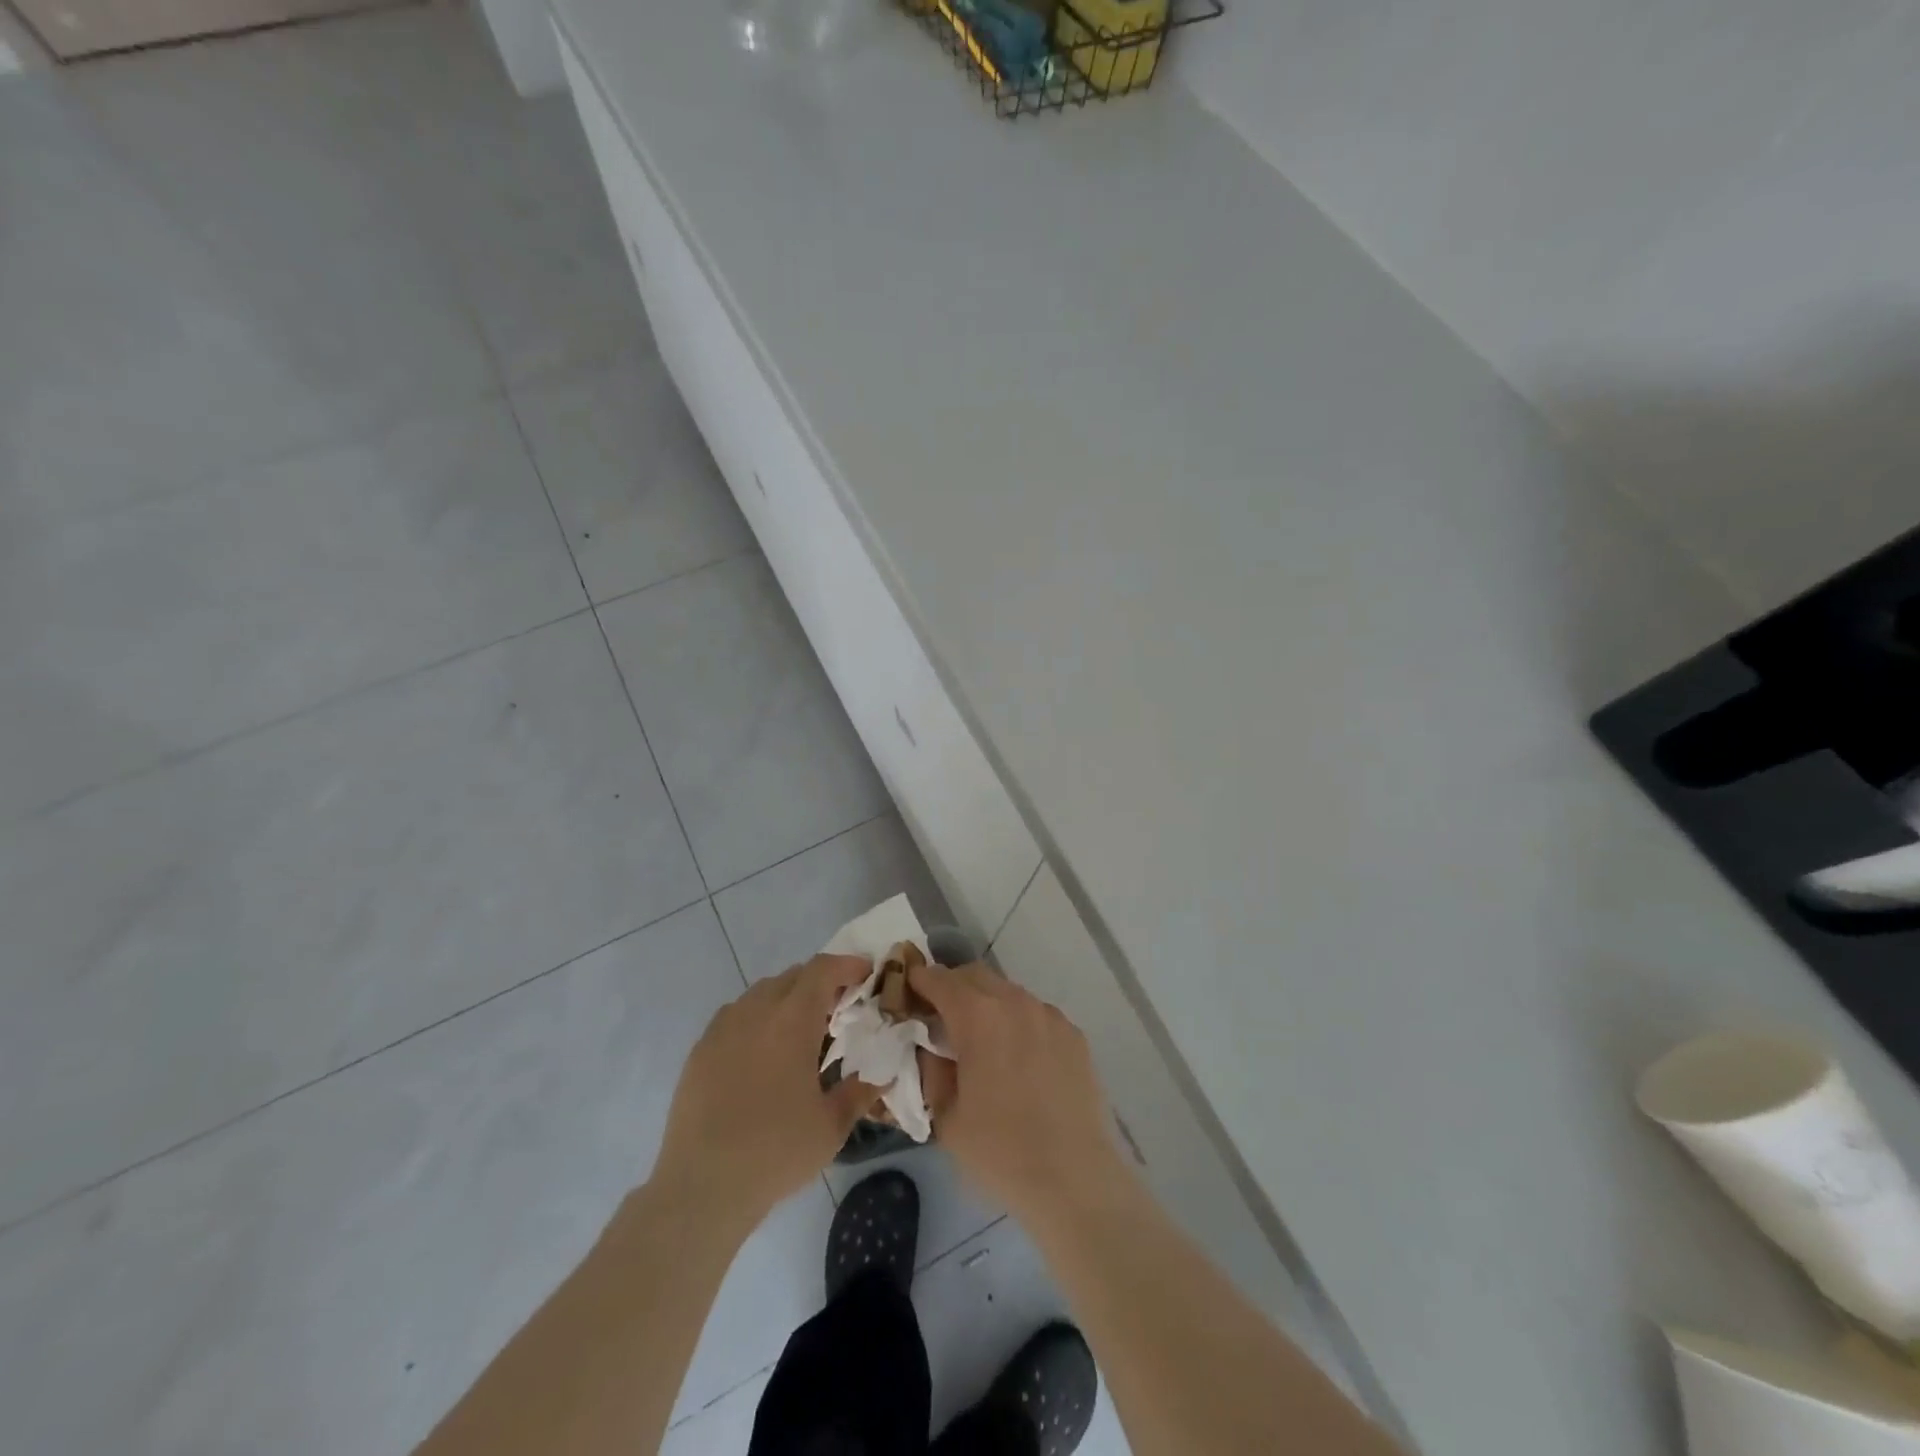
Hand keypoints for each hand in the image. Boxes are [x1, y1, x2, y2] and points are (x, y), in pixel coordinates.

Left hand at [653, 954, 878, 1227]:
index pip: (822, 970)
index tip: (866, 974)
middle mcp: (756, 1012)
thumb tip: (882, 1074)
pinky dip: (757, 1017)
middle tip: (839, 1008)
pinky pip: (735, 1015)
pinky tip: (762, 1051)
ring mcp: (722, 1029)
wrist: (702, 1187)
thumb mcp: (831, 1127)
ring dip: (787, 998)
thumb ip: (860, 1091)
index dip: (847, 965)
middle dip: (820, 982)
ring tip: (801, 1030)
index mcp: (792, 1021)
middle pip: (793, 976)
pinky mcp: (700, 1050)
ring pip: (761, 992)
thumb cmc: (775, 1152)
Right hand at [910, 962, 1135, 1225]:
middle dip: (952, 986)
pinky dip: (1018, 1021)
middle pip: (975, 976)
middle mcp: (1015, 1002)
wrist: (1073, 1177)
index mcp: (978, 1016)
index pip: (939, 980)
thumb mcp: (945, 1116)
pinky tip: (1018, 1057)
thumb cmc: (999, 1150)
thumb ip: (931, 1069)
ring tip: (980, 1038)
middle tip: (939, 1014)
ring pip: (1008, 992)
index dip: (919, 981)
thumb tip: (929, 1047)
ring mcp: (1049, 1015)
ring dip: (987, 1002)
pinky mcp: (1074, 1034)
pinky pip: (1036, 1014)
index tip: (907, 990)